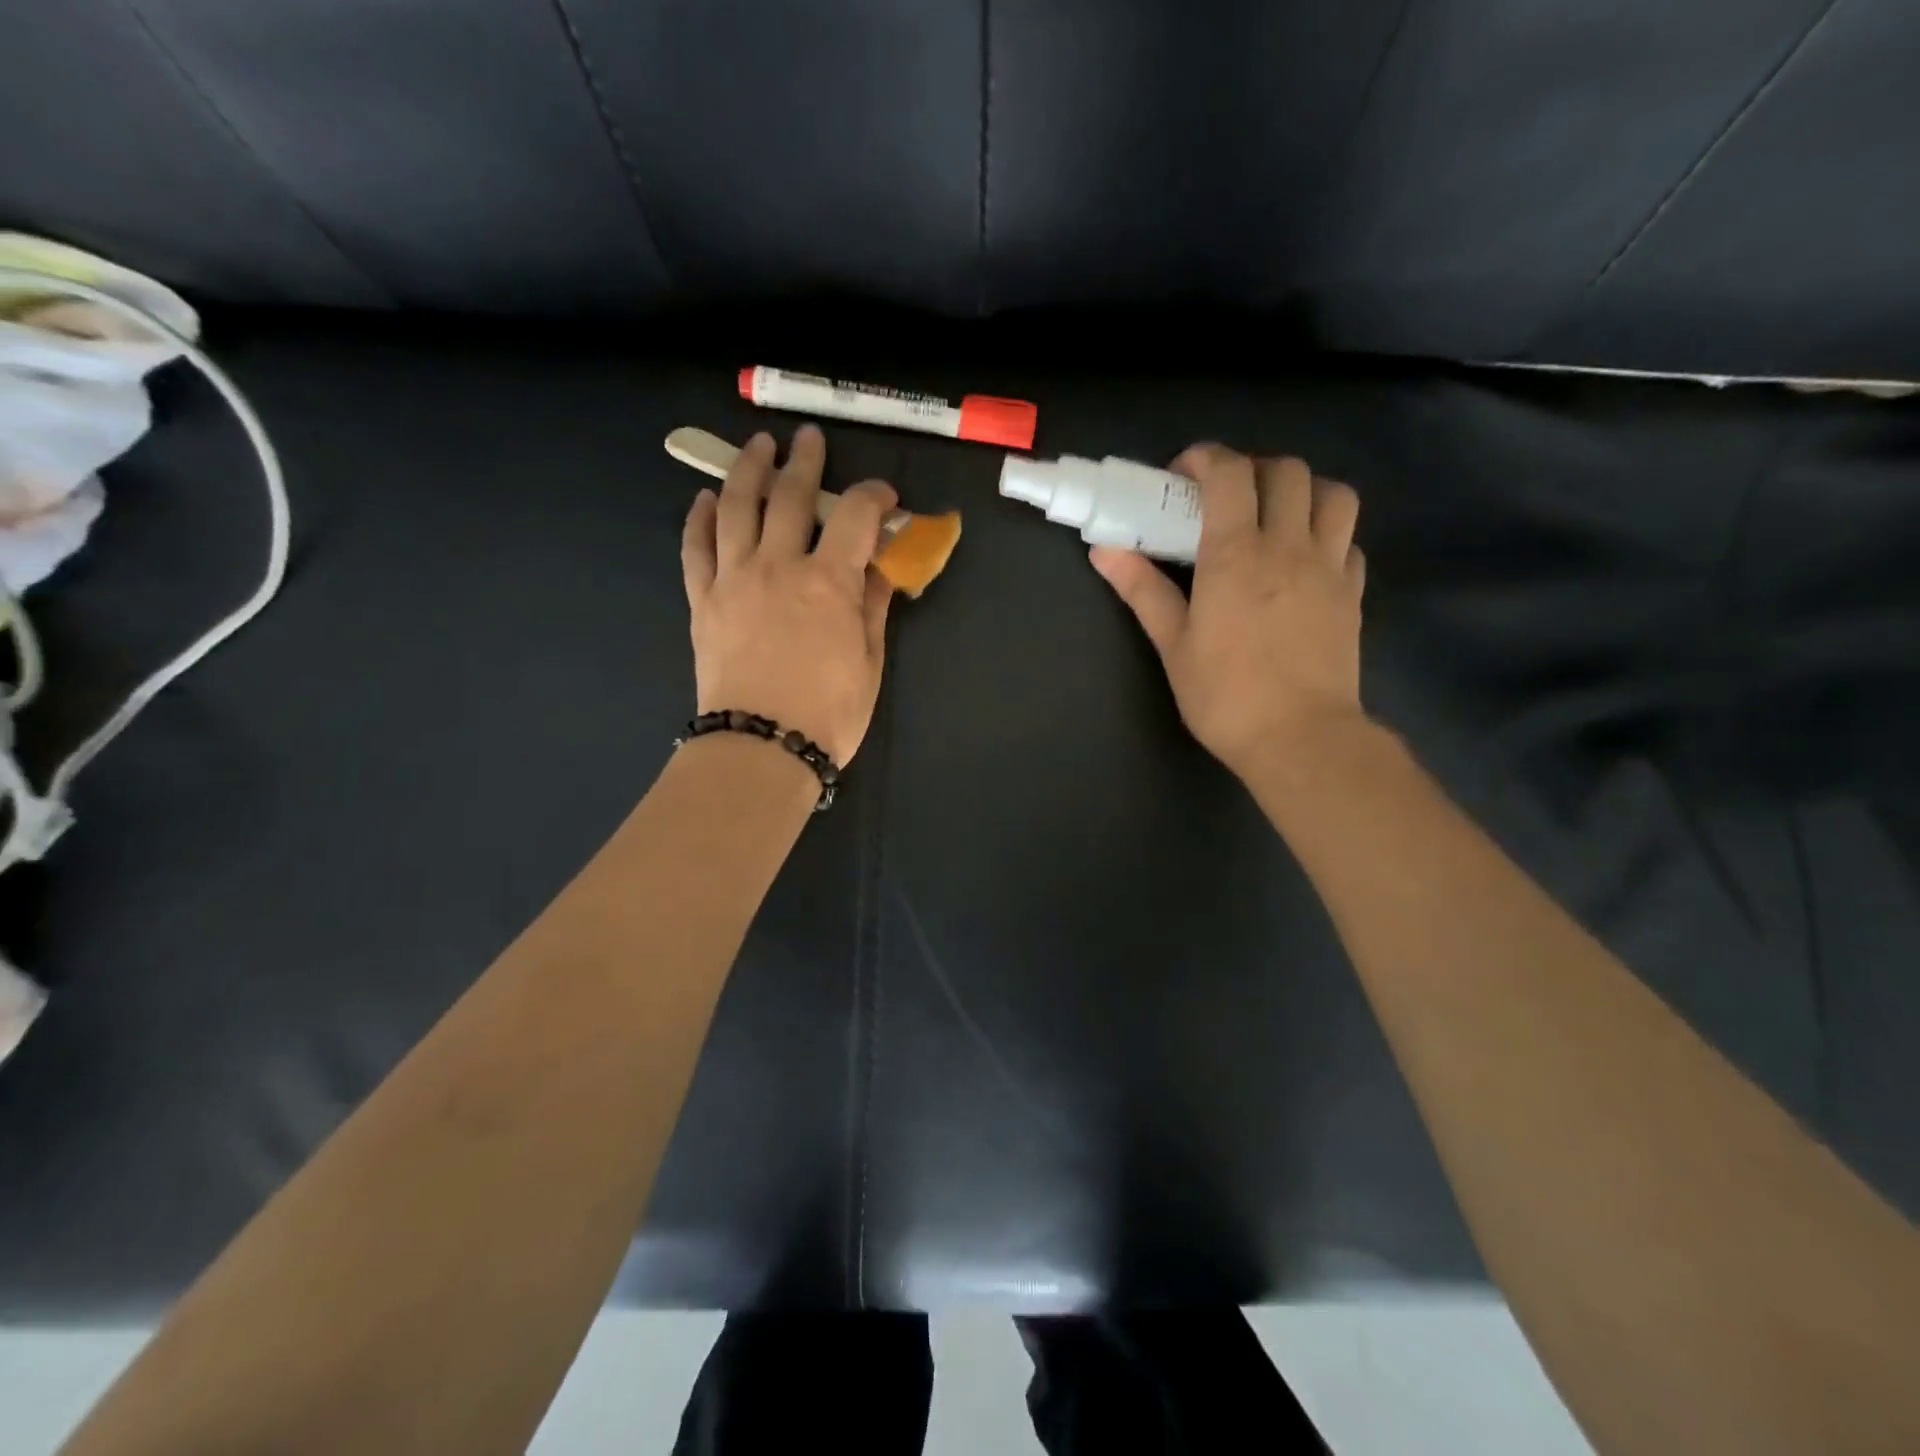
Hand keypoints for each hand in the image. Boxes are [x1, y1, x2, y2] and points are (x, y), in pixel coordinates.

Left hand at [681, 426, 894, 764]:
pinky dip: (700, 518)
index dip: (873, 496)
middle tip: (809, 441)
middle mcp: (778, 565)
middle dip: (805, 462)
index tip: (885, 497)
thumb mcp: (869, 662)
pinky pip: (696, 547)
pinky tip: (706, 499)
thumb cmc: (828, 713)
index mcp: (828, 580)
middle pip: (791, 496)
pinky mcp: (703, 600)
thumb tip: (878, 569)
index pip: (855, 515)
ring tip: (757, 446)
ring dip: (748, 469)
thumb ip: (873, 607)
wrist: (761, 748)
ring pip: (738, 507)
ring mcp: (734, 578)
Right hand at [1090, 444, 1366, 777]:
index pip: (1230, 472)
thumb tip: (1104, 551)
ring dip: (1302, 491)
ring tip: (1274, 516)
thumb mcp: (1173, 645)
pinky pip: (1348, 540)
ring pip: (1332, 494)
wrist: (1300, 738)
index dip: (1205, 459)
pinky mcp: (1353, 592)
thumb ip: (1142, 590)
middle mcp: (1289, 545)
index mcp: (1237, 554)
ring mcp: (1329, 566)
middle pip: (1286, 470)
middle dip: (1252, 469)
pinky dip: (1327, 533)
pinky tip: (1305, 559)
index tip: (1181, 477)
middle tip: (1226, 498)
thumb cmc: (1225, 695)